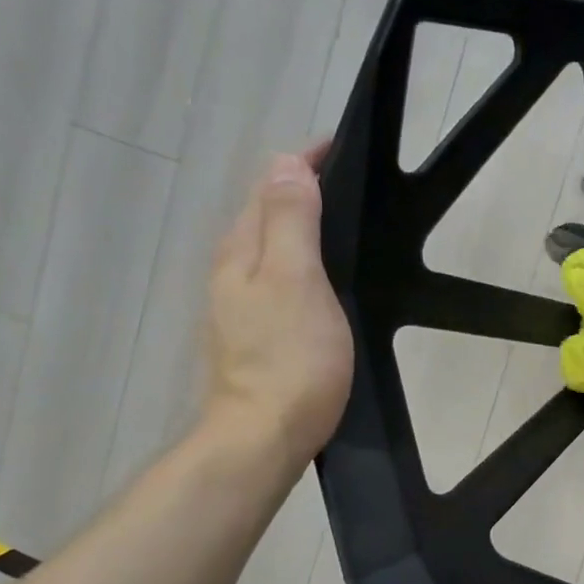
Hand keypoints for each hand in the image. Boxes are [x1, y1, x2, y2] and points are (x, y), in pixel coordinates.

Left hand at [202, 143, 352, 463]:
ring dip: (300, 224)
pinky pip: (279, 277)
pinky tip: (326, 277)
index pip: (269, 186)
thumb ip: (291, 221)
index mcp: (242, 251)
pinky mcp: (256, 333)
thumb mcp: (296, 279)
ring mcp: (240, 305)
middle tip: (350, 181)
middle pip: (266, 213)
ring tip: (343, 220)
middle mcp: (233, 270)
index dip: (303, 163)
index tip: (342, 147)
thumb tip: (286, 163)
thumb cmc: (290, 356)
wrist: (264, 436)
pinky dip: (301, 261)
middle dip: (301, 188)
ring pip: (271, 246)